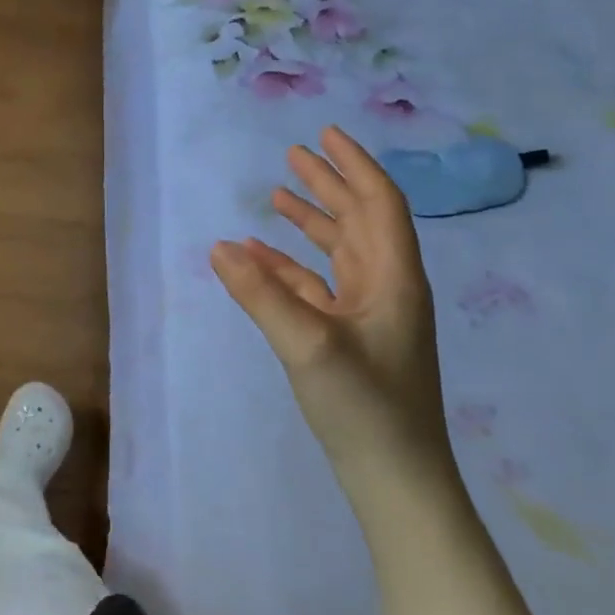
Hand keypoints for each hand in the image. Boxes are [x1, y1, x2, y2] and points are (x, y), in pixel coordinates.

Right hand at [210, 126, 448, 488]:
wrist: (396, 479)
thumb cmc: (366, 406)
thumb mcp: (308, 344)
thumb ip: (261, 293)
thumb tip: (217, 246)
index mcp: (393, 278)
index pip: (379, 204)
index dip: (354, 166)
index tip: (324, 135)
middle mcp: (386, 287)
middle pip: (360, 220)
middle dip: (328, 184)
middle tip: (293, 154)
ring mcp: (369, 314)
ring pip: (339, 251)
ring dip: (311, 221)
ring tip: (276, 195)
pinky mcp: (350, 337)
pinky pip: (318, 285)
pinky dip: (290, 265)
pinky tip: (258, 259)